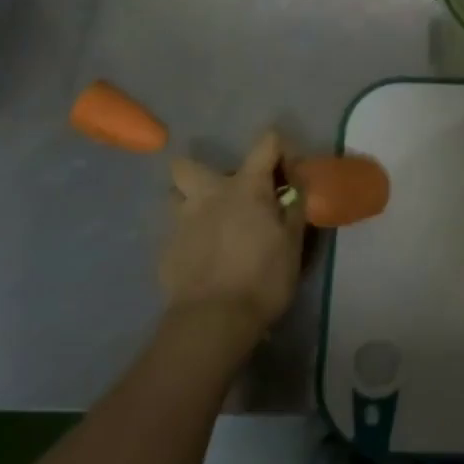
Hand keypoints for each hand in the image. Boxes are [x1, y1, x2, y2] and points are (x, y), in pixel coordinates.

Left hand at [161, 131, 303, 339]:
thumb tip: (298, 187)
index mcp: (246, 186)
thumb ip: (295, 209)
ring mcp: (181, 221)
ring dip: (189, 201)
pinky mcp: (166, 250)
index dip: (281, 151)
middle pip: (189, 163)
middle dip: (205, 171)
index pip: (267, 142)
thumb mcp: (294, 243)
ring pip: (174, 195)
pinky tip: (201, 257)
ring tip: (208, 222)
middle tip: (228, 194)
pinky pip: (174, 231)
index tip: (289, 177)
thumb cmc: (263, 278)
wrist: (213, 321)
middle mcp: (209, 194)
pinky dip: (188, 236)